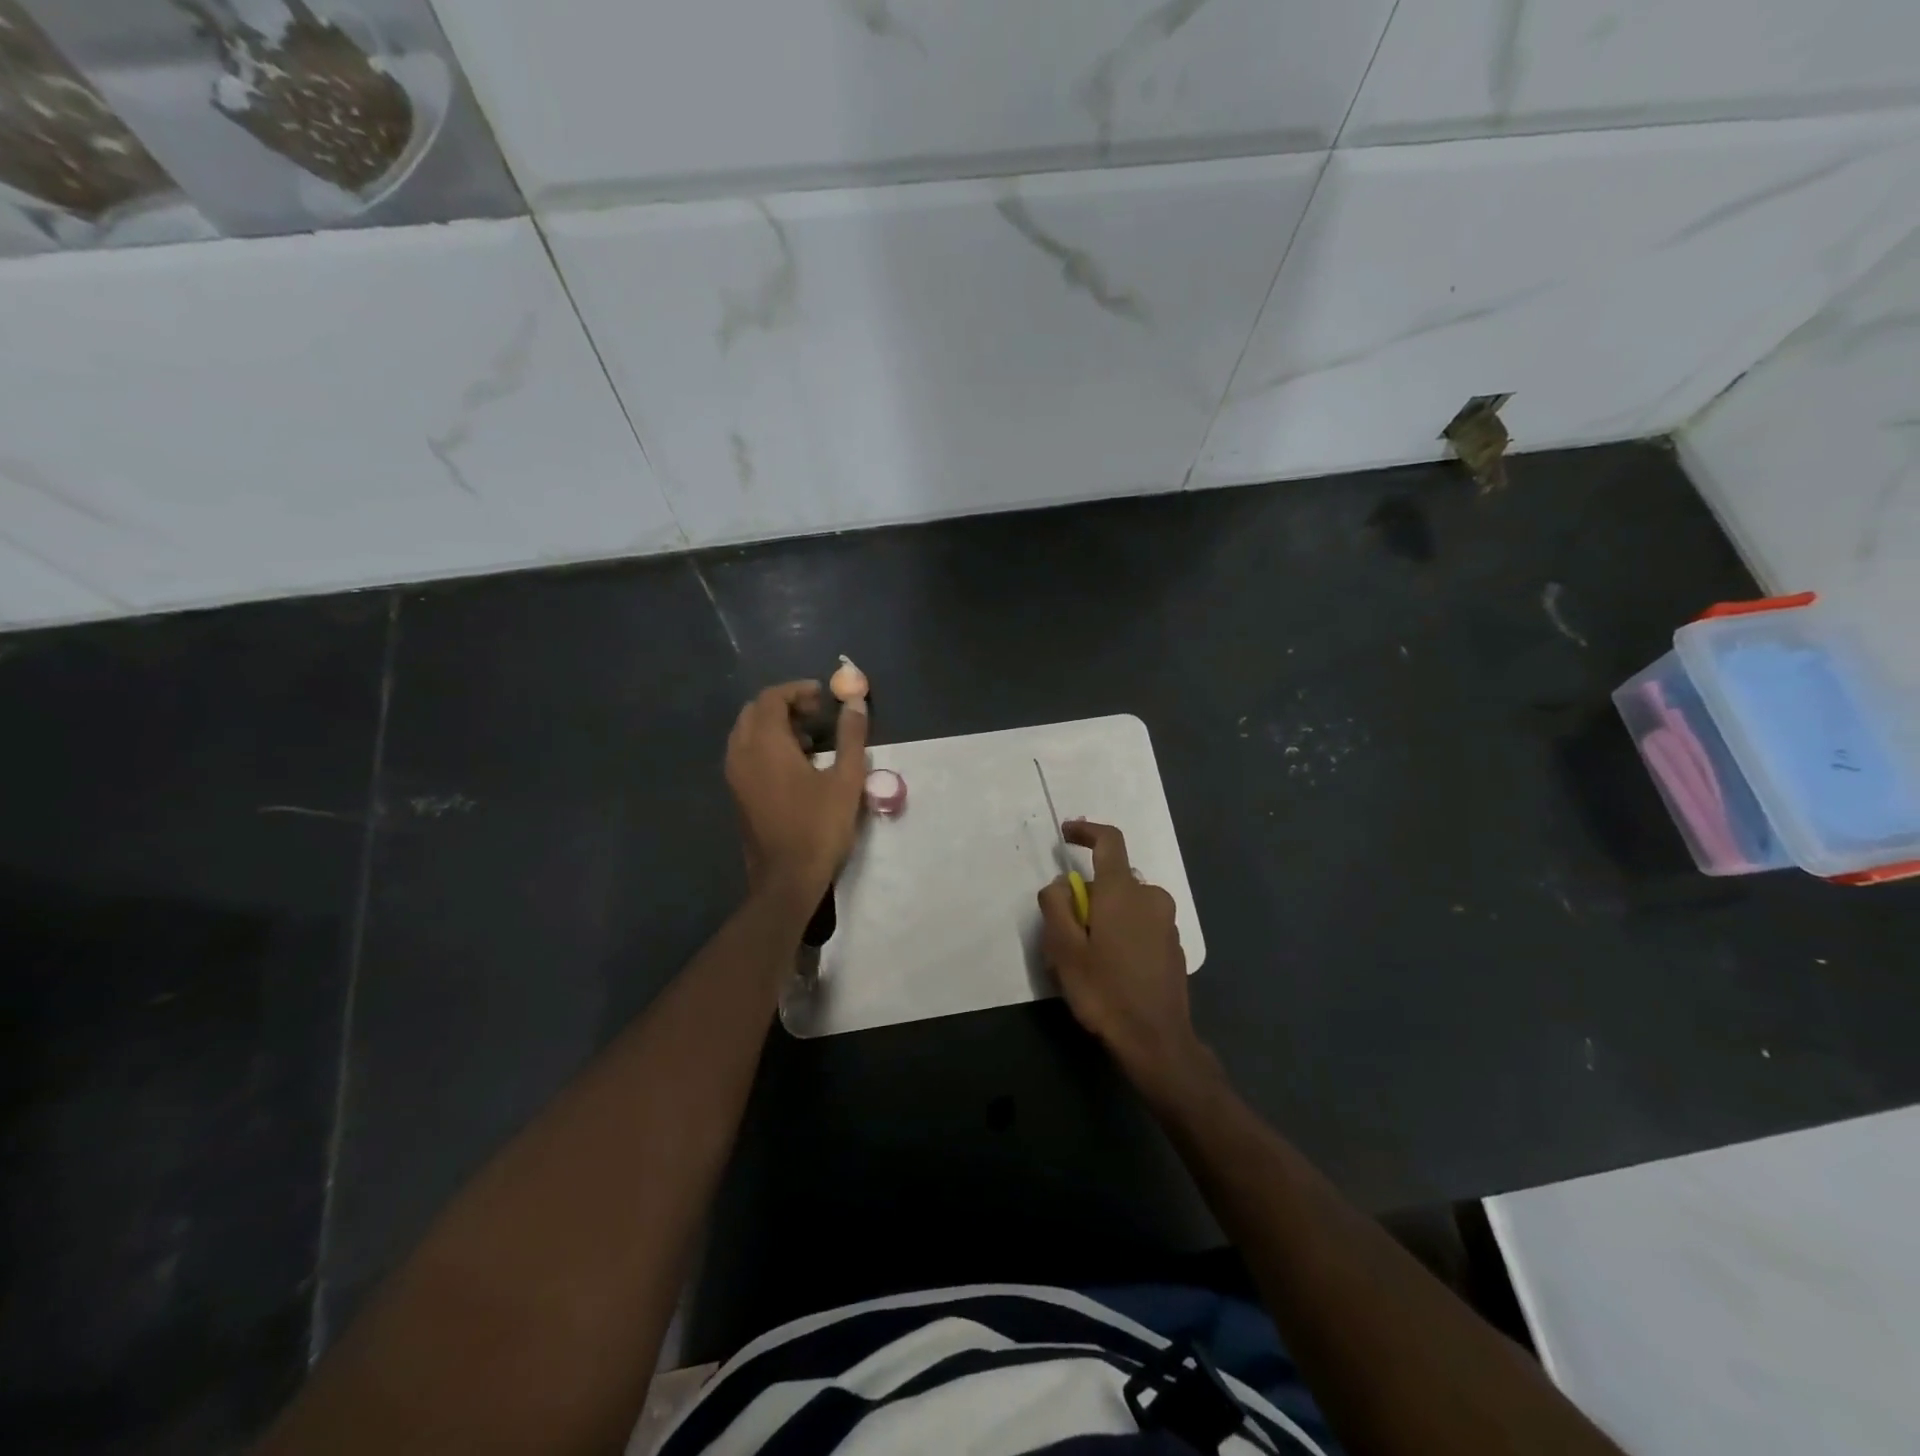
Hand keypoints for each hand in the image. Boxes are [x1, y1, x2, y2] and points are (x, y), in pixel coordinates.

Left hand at [726, 681, 868, 901]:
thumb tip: (855, 702)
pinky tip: (796, 765)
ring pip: (747, 732)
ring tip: (810, 739)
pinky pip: (745, 753)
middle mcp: (742, 753)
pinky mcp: (737, 794)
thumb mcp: (846, 780)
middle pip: (755, 711)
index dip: (797, 690)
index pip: (771, 698)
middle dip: (785, 705)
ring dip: (775, 725)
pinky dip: (766, 745)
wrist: (786, 879)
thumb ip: (851, 736)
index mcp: (765, 745)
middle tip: (817, 714)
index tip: (823, 697)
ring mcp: (735, 775)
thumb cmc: (819, 827)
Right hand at [1038, 820, 1216, 1103]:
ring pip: (1127, 904)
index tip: (1066, 833)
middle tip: (1065, 933)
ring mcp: (1167, 922)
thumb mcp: (1064, 948)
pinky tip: (1111, 970)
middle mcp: (1152, 897)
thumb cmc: (1104, 991)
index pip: (1109, 841)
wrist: (1156, 1041)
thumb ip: (1056, 905)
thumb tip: (1063, 884)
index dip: (1086, 831)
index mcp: (1124, 891)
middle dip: (1088, 896)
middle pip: (1113, 880)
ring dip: (1105, 918)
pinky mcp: (1174, 946)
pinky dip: (1123, 933)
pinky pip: (1141, 924)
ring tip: (1086, 959)